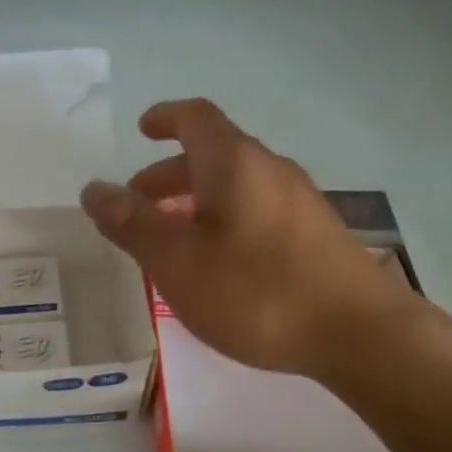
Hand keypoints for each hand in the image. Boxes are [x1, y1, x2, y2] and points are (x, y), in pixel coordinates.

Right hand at [80, 98, 414, 382]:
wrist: (358, 334)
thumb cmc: (256, 291)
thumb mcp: (177, 261)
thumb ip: (132, 224)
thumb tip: (93, 189)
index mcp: (234, 163)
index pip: (196, 119)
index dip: (165, 118)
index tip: (142, 129)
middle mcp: (270, 171)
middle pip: (212, 156)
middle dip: (168, 175)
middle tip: (137, 206)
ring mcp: (299, 203)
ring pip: (234, 188)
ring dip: (195, 203)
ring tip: (169, 241)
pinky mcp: (315, 237)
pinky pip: (255, 213)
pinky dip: (223, 223)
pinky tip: (216, 266)